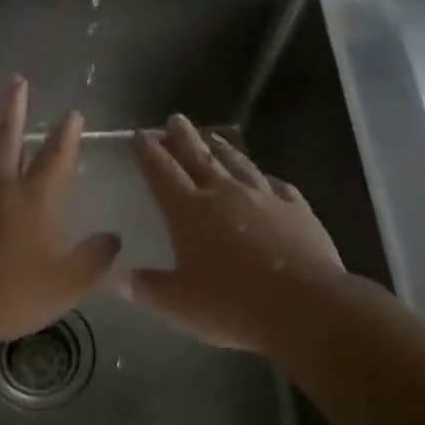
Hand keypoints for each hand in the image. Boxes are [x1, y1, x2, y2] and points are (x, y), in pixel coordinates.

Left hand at [0, 77, 120, 352]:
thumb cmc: (5, 295)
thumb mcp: (64, 286)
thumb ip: (93, 260)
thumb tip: (115, 238)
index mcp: (33, 199)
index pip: (56, 157)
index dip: (67, 134)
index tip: (73, 112)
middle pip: (6, 133)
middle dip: (13, 105)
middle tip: (16, 80)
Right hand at [125, 115, 346, 352]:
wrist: (305, 305)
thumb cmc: (232, 305)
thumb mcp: (180, 305)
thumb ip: (149, 289)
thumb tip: (120, 280)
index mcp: (189, 212)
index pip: (162, 172)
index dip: (149, 152)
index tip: (141, 133)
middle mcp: (224, 194)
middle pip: (199, 157)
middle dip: (183, 137)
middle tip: (174, 119)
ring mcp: (264, 197)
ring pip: (237, 163)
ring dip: (222, 147)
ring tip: (212, 135)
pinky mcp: (297, 209)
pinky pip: (277, 185)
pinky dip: (266, 177)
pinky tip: (266, 176)